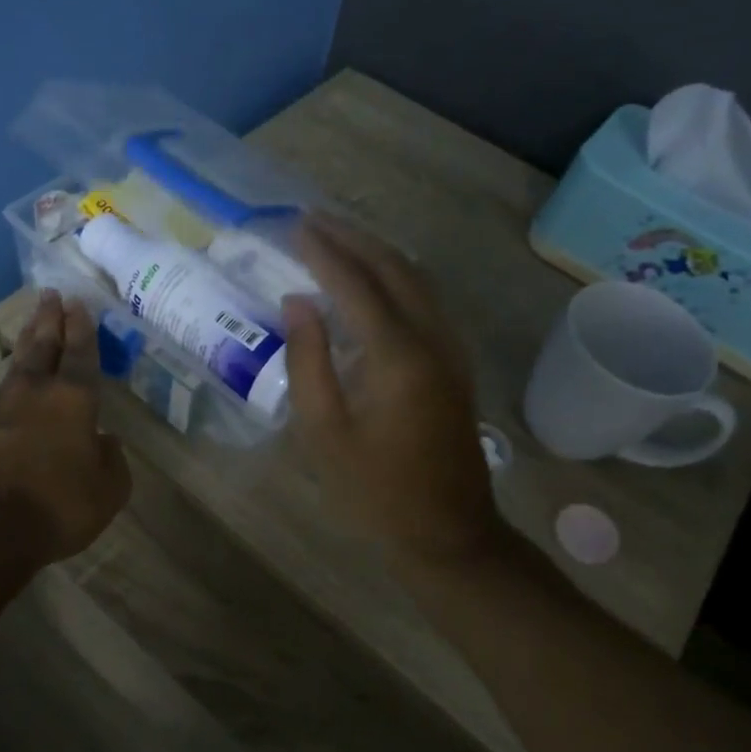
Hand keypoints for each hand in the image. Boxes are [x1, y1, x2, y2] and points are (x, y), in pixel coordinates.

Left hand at [0, 291, 131, 564]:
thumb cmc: (58, 505)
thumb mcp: (107, 491)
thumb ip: (111, 462)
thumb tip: (106, 442)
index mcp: (73, 401)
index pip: (80, 354)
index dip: (81, 328)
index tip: (77, 302)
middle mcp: (34, 395)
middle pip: (42, 347)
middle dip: (48, 320)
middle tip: (48, 294)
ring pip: (17, 369)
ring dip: (27, 345)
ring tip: (31, 328)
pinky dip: (9, 390)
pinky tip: (11, 395)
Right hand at [281, 216, 504, 562]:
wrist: (449, 533)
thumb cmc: (375, 491)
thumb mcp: (324, 433)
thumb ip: (308, 360)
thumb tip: (298, 302)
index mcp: (397, 356)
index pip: (355, 284)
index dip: (324, 252)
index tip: (295, 226)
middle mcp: (431, 339)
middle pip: (394, 268)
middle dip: (353, 238)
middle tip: (313, 218)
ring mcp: (450, 349)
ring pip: (416, 279)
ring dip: (377, 252)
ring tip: (338, 237)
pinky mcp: (455, 363)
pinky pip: (425, 300)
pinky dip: (396, 276)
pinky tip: (373, 279)